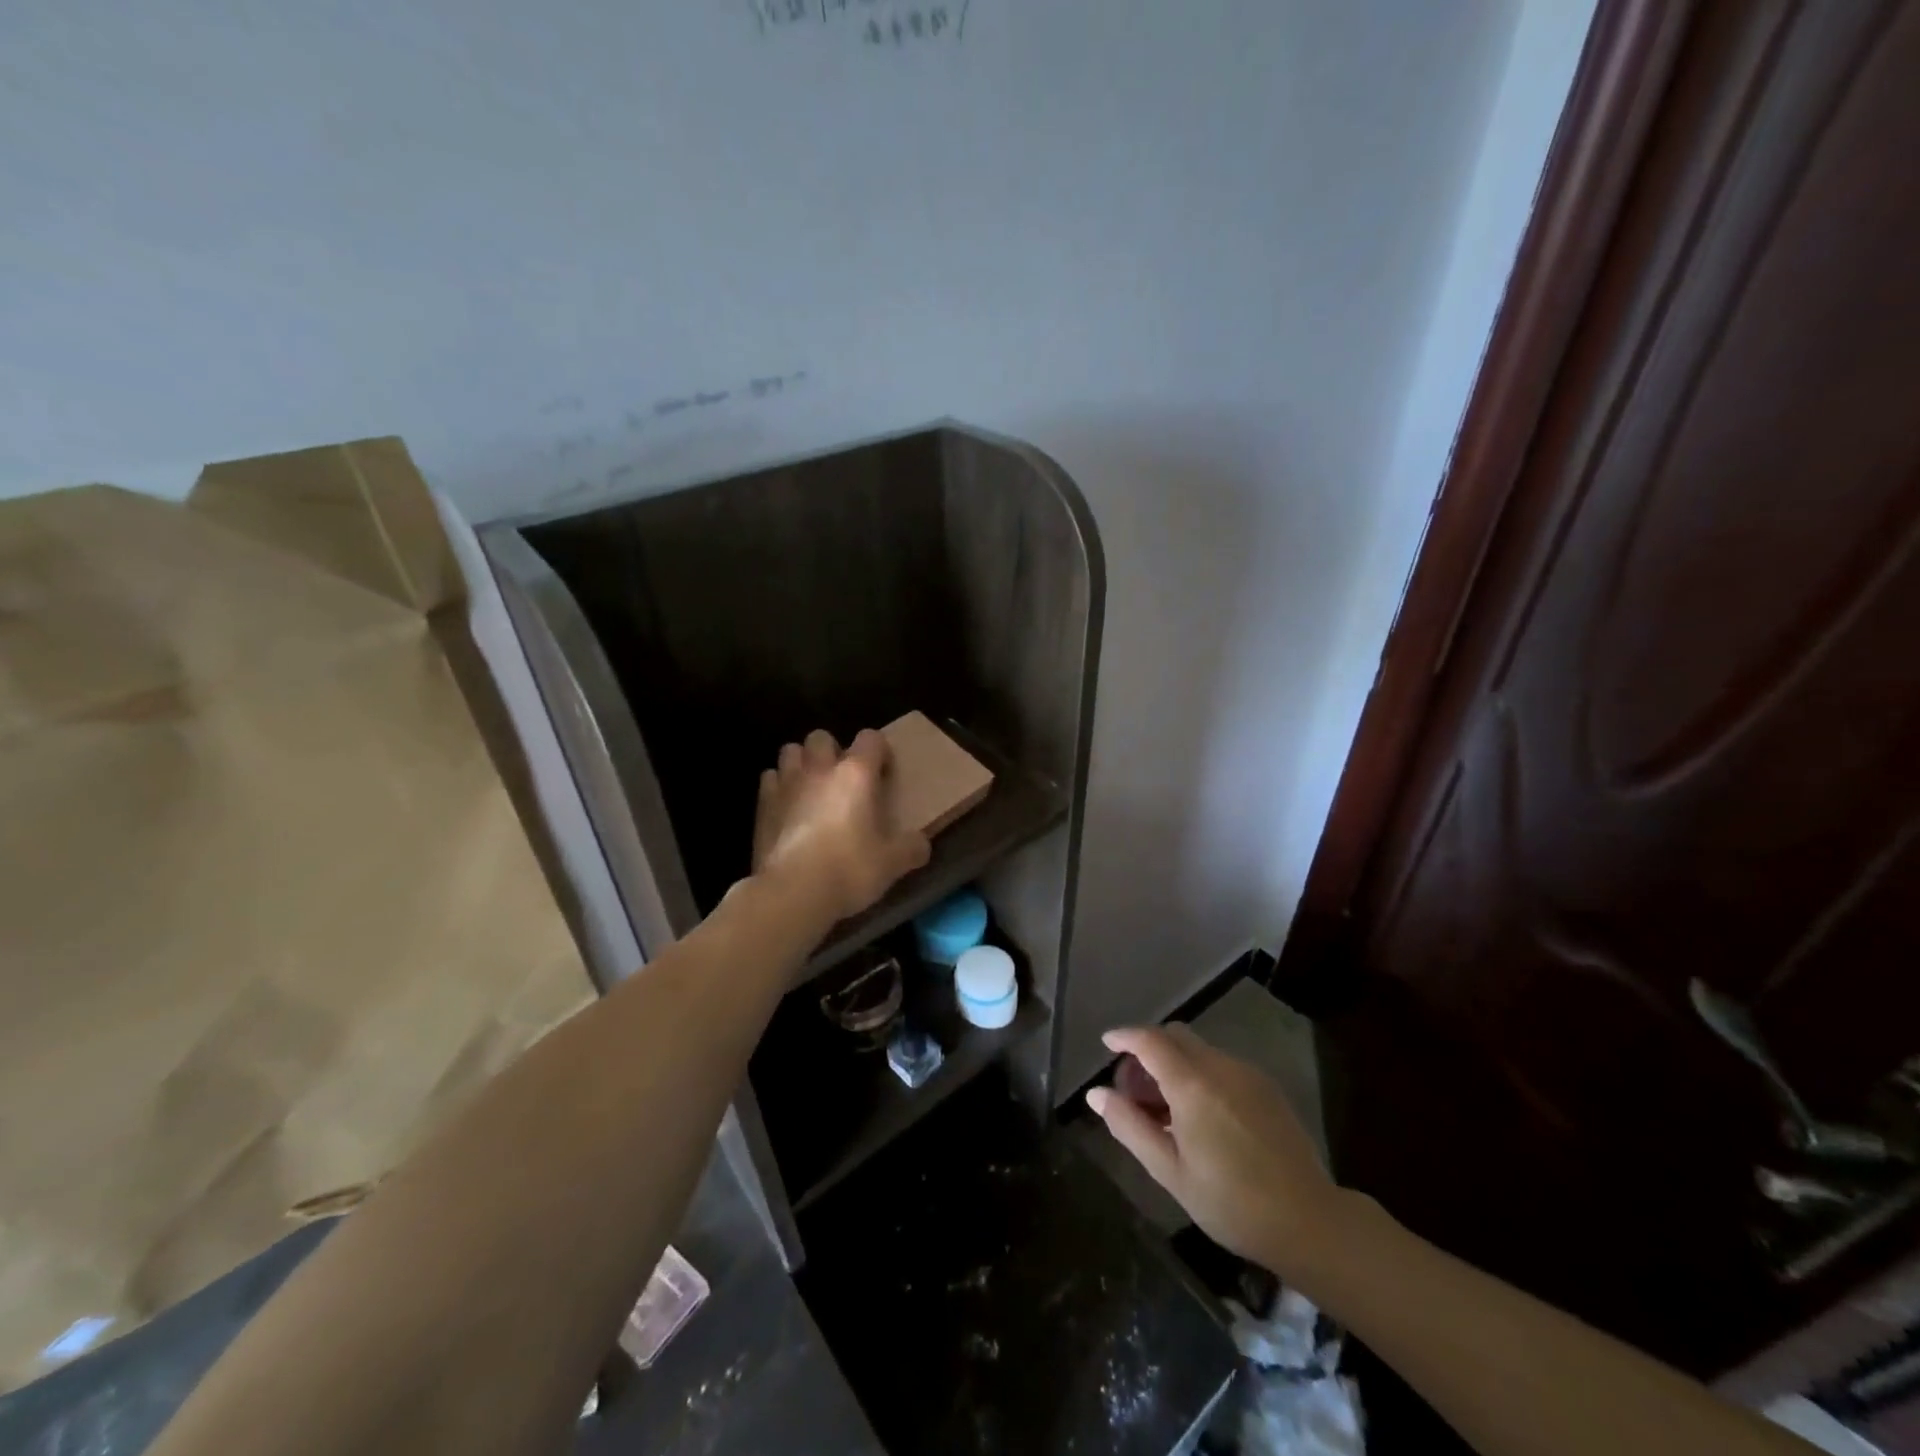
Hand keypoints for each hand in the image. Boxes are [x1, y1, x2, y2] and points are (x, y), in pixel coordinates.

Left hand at [753, 728, 931, 924]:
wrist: (792, 893)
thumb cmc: (849, 869)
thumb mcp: (893, 863)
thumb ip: (911, 848)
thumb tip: (921, 844)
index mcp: (857, 774)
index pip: (871, 738)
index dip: (879, 751)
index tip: (884, 775)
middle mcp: (820, 769)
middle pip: (822, 737)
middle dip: (832, 751)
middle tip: (843, 780)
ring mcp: (786, 784)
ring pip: (790, 751)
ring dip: (802, 763)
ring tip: (812, 788)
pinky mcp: (762, 805)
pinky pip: (769, 779)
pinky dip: (778, 786)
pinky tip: (787, 808)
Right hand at [1087, 1024, 1338, 1279]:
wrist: (1309, 1222)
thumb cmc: (1231, 1202)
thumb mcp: (1170, 1171)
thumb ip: (1129, 1126)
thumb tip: (1096, 1094)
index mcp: (1192, 1084)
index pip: (1150, 1040)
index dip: (1124, 1036)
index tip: (1107, 1043)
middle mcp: (1220, 1066)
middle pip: (1175, 1036)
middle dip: (1148, 1050)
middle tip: (1133, 1087)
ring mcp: (1248, 1074)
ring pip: (1199, 1050)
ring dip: (1174, 1063)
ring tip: (1165, 1107)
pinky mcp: (1267, 1087)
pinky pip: (1222, 1065)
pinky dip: (1199, 1074)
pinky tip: (1199, 1114)